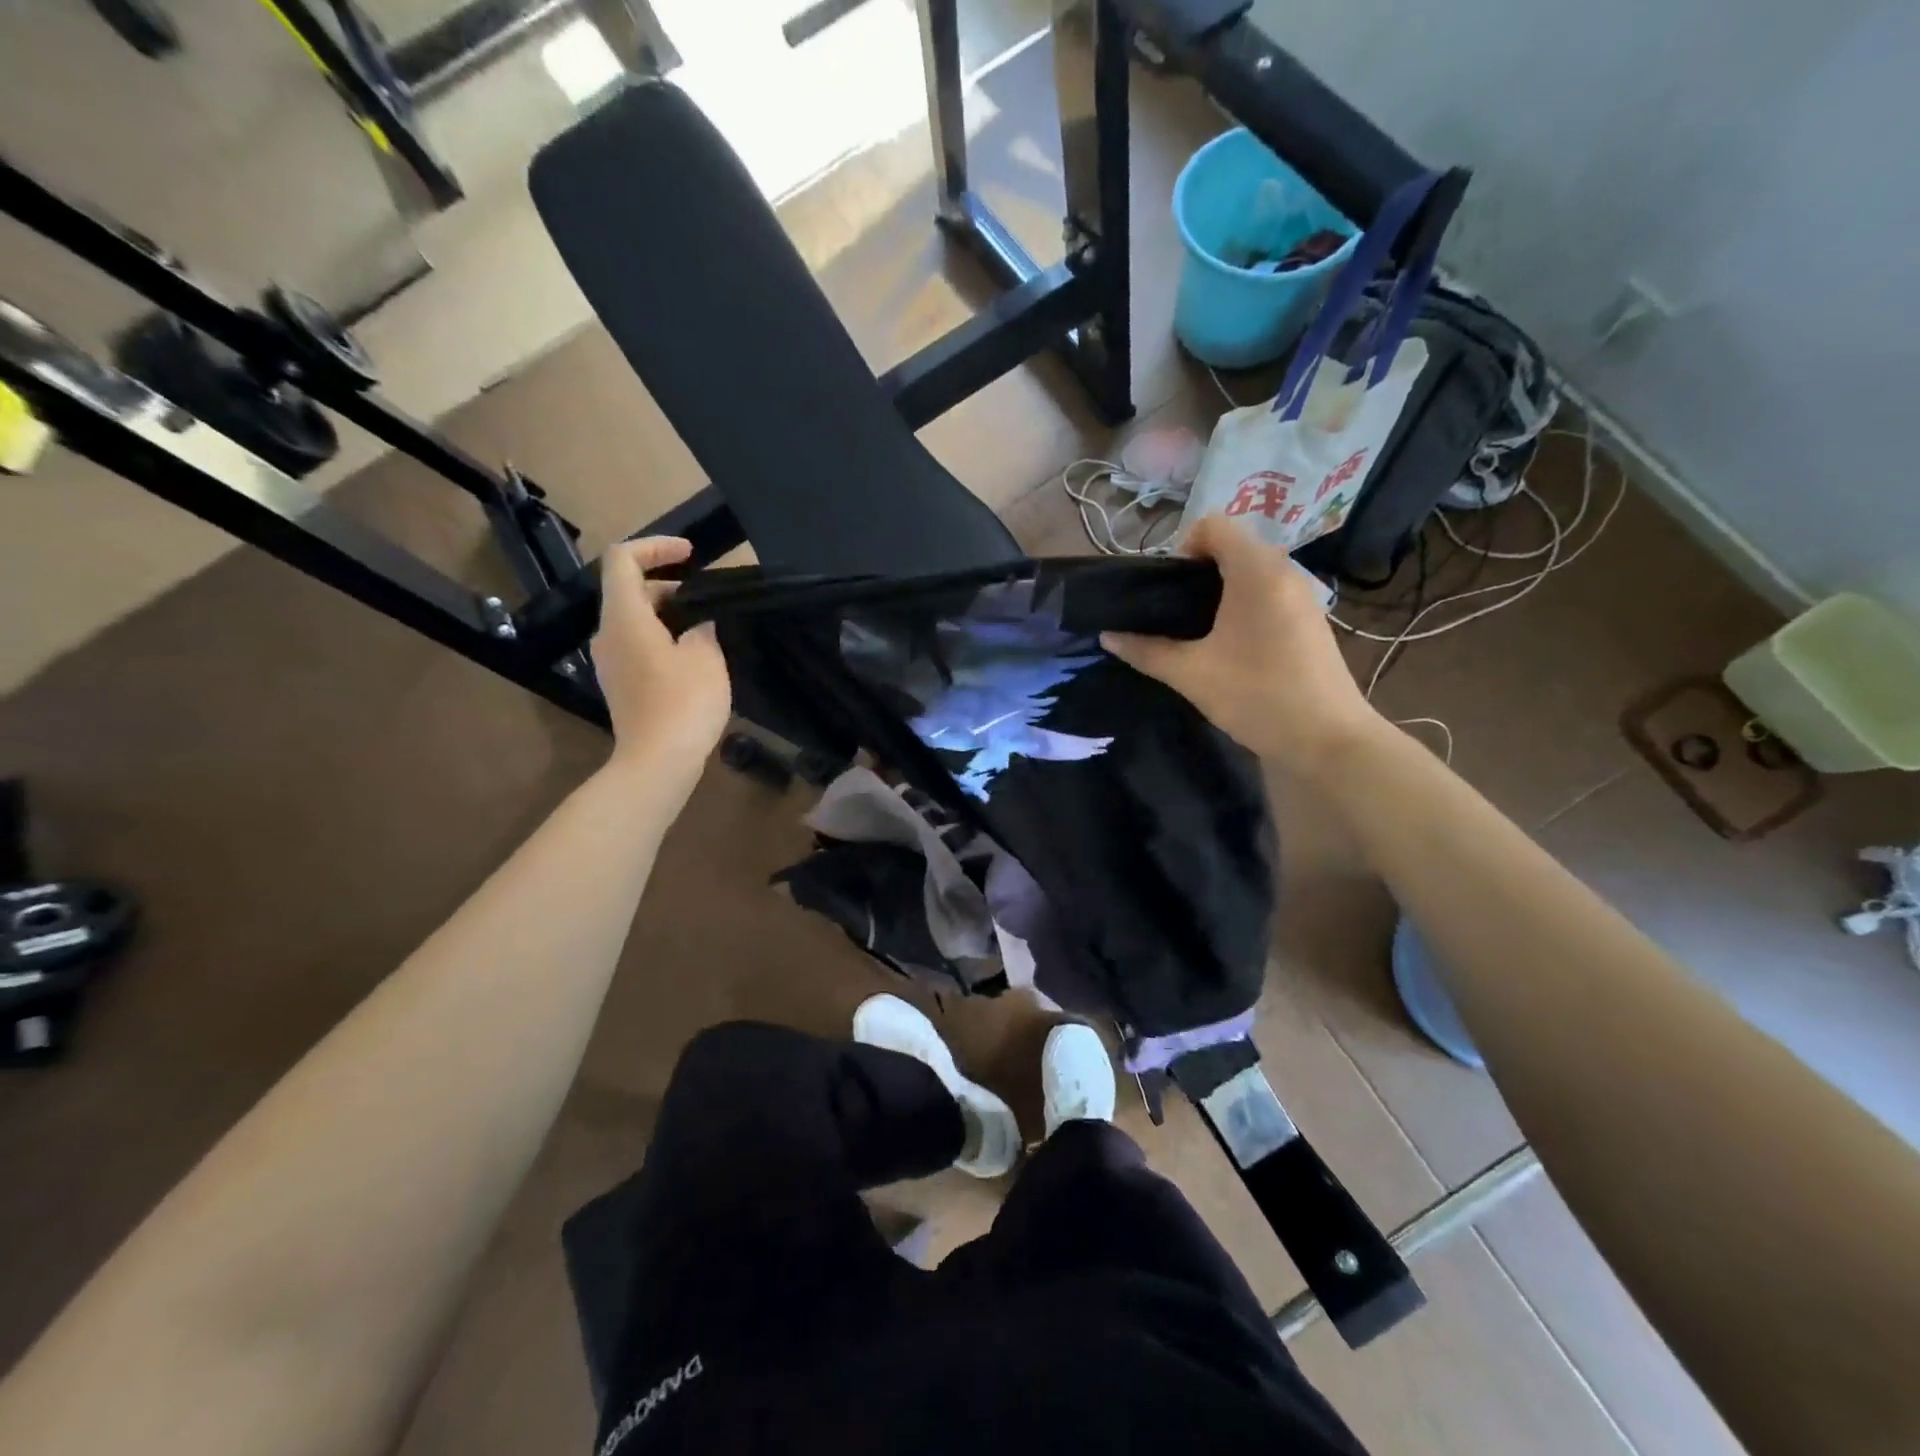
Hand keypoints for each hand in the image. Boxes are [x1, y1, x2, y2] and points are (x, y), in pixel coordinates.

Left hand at [592, 537, 730, 786]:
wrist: (658, 762)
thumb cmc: (683, 703)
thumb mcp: (706, 656)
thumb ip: (702, 628)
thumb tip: (698, 625)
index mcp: (624, 617)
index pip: (623, 559)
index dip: (656, 547)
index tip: (691, 554)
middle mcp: (608, 634)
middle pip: (629, 590)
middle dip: (667, 583)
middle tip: (707, 595)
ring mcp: (610, 662)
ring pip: (634, 620)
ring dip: (667, 613)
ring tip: (706, 624)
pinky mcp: (621, 685)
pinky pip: (637, 645)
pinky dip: (662, 637)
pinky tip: (693, 655)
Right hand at [1101, 516, 1380, 772]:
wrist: (1328, 739)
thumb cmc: (1257, 696)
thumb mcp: (1191, 675)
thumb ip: (1146, 651)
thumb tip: (1108, 637)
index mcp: (1256, 571)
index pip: (1213, 525)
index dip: (1182, 547)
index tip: (1168, 590)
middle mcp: (1283, 571)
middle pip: (1232, 546)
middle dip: (1198, 571)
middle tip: (1175, 615)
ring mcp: (1302, 595)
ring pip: (1251, 571)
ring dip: (1221, 590)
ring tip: (1199, 633)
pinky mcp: (1310, 619)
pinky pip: (1269, 592)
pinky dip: (1244, 605)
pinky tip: (1232, 647)